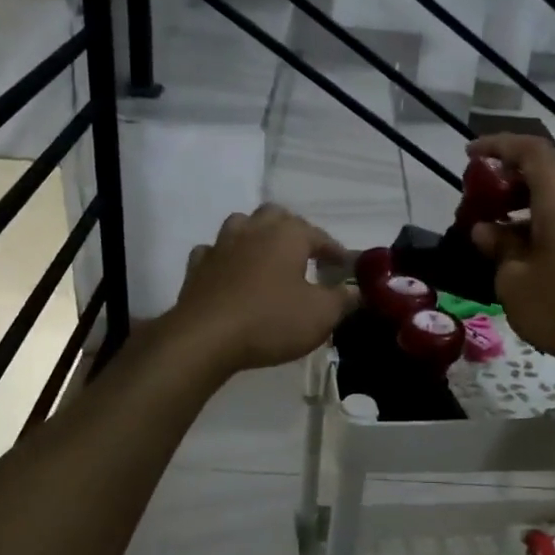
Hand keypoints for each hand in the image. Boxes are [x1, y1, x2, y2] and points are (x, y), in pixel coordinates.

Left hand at [166, 205, 358, 375]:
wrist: (206, 338)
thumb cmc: (271, 321)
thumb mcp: (321, 315)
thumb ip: (343, 299)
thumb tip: (356, 290)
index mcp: (288, 235)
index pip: (320, 236)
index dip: (335, 251)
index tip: (345, 266)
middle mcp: (254, 230)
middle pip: (276, 216)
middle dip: (293, 231)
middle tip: (305, 256)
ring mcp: (221, 245)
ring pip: (241, 225)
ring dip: (256, 236)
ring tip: (267, 258)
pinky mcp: (197, 266)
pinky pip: (213, 251)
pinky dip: (225, 258)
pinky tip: (230, 273)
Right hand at [466, 135, 554, 397]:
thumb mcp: (514, 280)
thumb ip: (498, 248)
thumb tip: (487, 232)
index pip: (531, 152)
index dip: (498, 146)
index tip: (469, 155)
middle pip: (543, 180)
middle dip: (505, 187)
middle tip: (474, 207)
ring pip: (553, 211)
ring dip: (518, 218)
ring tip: (488, 244)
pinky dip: (536, 239)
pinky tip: (516, 269)